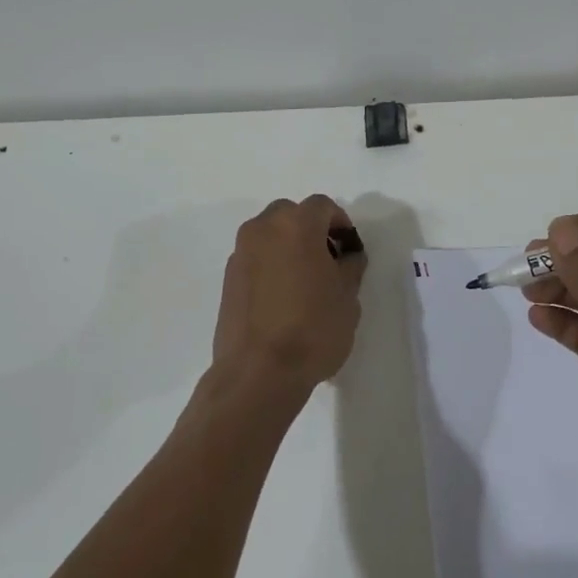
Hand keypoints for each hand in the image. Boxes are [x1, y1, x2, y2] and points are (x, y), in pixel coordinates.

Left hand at [204, 195, 366, 420]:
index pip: (322, 206)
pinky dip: (270, 265)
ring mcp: (240, 254)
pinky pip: (255, 258)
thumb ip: (350, 266)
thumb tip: (346, 256)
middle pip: (290, 214)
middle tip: (327, 260)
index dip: (340, 222)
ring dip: (287, 246)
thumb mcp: (348, 297)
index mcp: (296, 225)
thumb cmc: (313, 328)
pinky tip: (283, 298)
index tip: (349, 249)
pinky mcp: (227, 279)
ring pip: (269, 235)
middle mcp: (262, 230)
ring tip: (304, 281)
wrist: (258, 371)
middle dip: (310, 229)